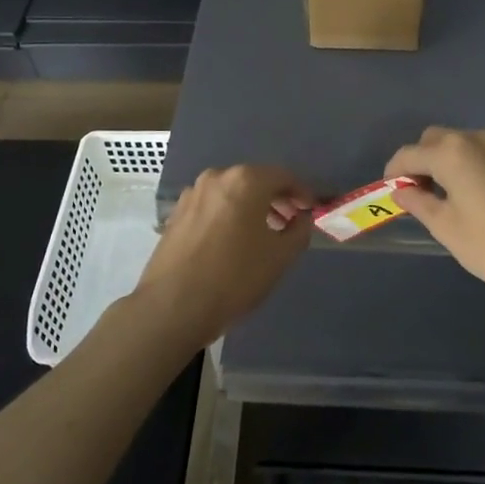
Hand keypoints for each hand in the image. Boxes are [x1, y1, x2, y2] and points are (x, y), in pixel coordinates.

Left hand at [133, 166, 314, 347]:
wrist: (173, 306)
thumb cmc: (235, 277)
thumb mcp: (281, 257)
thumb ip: (300, 230)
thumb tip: (301, 218)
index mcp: (246, 180)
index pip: (283, 176)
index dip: (302, 193)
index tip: (311, 210)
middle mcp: (217, 177)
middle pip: (255, 181)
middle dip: (276, 199)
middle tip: (291, 222)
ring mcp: (192, 194)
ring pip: (231, 194)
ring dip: (251, 208)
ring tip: (263, 234)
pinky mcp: (176, 214)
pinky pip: (212, 207)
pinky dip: (228, 216)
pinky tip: (232, 242)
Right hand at [385, 128, 484, 302]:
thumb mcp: (446, 228)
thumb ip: (418, 202)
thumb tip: (401, 191)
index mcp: (451, 153)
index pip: (408, 154)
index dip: (394, 173)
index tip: (392, 194)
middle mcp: (478, 138)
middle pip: (436, 140)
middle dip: (422, 161)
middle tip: (421, 194)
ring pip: (465, 144)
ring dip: (451, 162)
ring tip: (454, 196)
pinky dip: (478, 166)